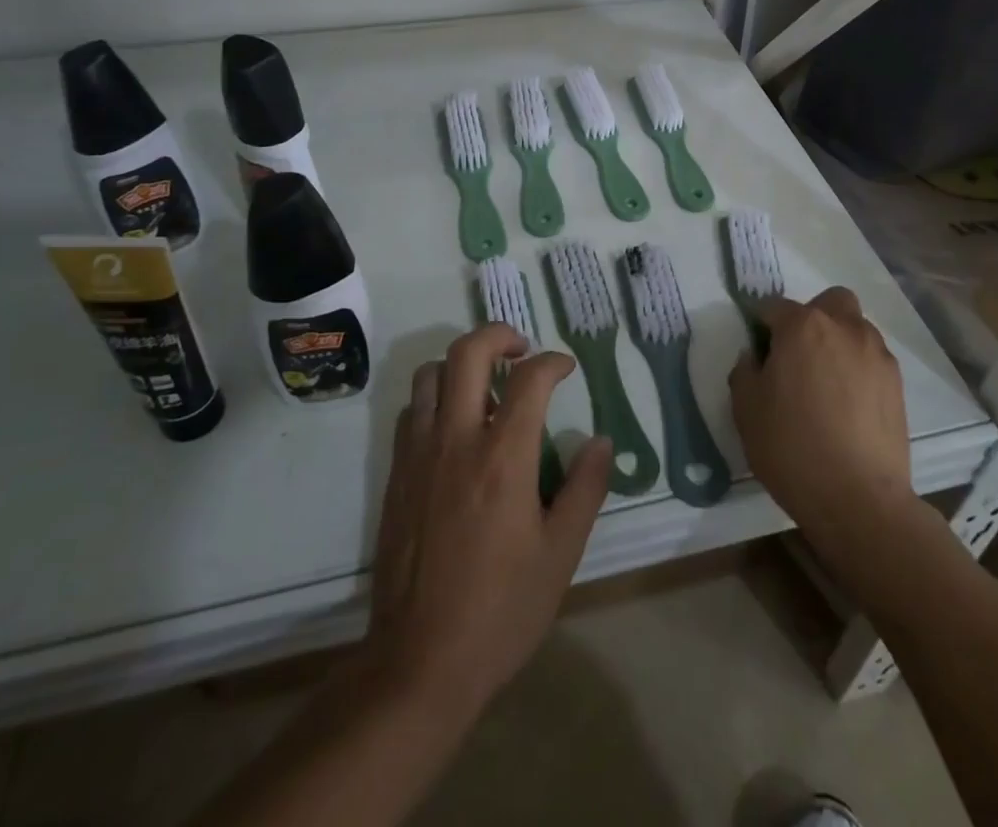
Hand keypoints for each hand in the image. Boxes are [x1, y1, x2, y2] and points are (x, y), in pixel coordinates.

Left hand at [366, 324, 611, 714]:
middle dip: (499, 335)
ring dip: (460, 364)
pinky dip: (435, 398)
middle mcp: (457, 439)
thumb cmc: (501, 610)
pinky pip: (411, 411)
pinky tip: (454, 427)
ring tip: (485, 384)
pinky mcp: (396, 474)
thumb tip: (601, 441)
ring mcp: (419, 454)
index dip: (553, 361)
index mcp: (503, 457)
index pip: (529, 379)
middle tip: (522, 351)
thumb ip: (585, 489)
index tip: (566, 368)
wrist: (419, 663)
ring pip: (430, 374)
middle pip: (468, 352)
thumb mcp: (561, 554)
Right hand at [728, 288, 912, 541]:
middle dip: (812, 317)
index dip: (761, 325)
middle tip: (797, 354)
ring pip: (855, 327)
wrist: (858, 499)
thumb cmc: (792, 448)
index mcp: (802, 326)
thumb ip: (745, 371)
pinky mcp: (897, 383)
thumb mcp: (746, 409)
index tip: (758, 350)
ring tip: (826, 380)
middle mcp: (844, 328)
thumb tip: (755, 356)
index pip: (774, 307)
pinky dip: (858, 367)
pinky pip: (872, 358)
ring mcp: (876, 354)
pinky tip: (848, 402)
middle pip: (829, 301)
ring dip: (838, 340)